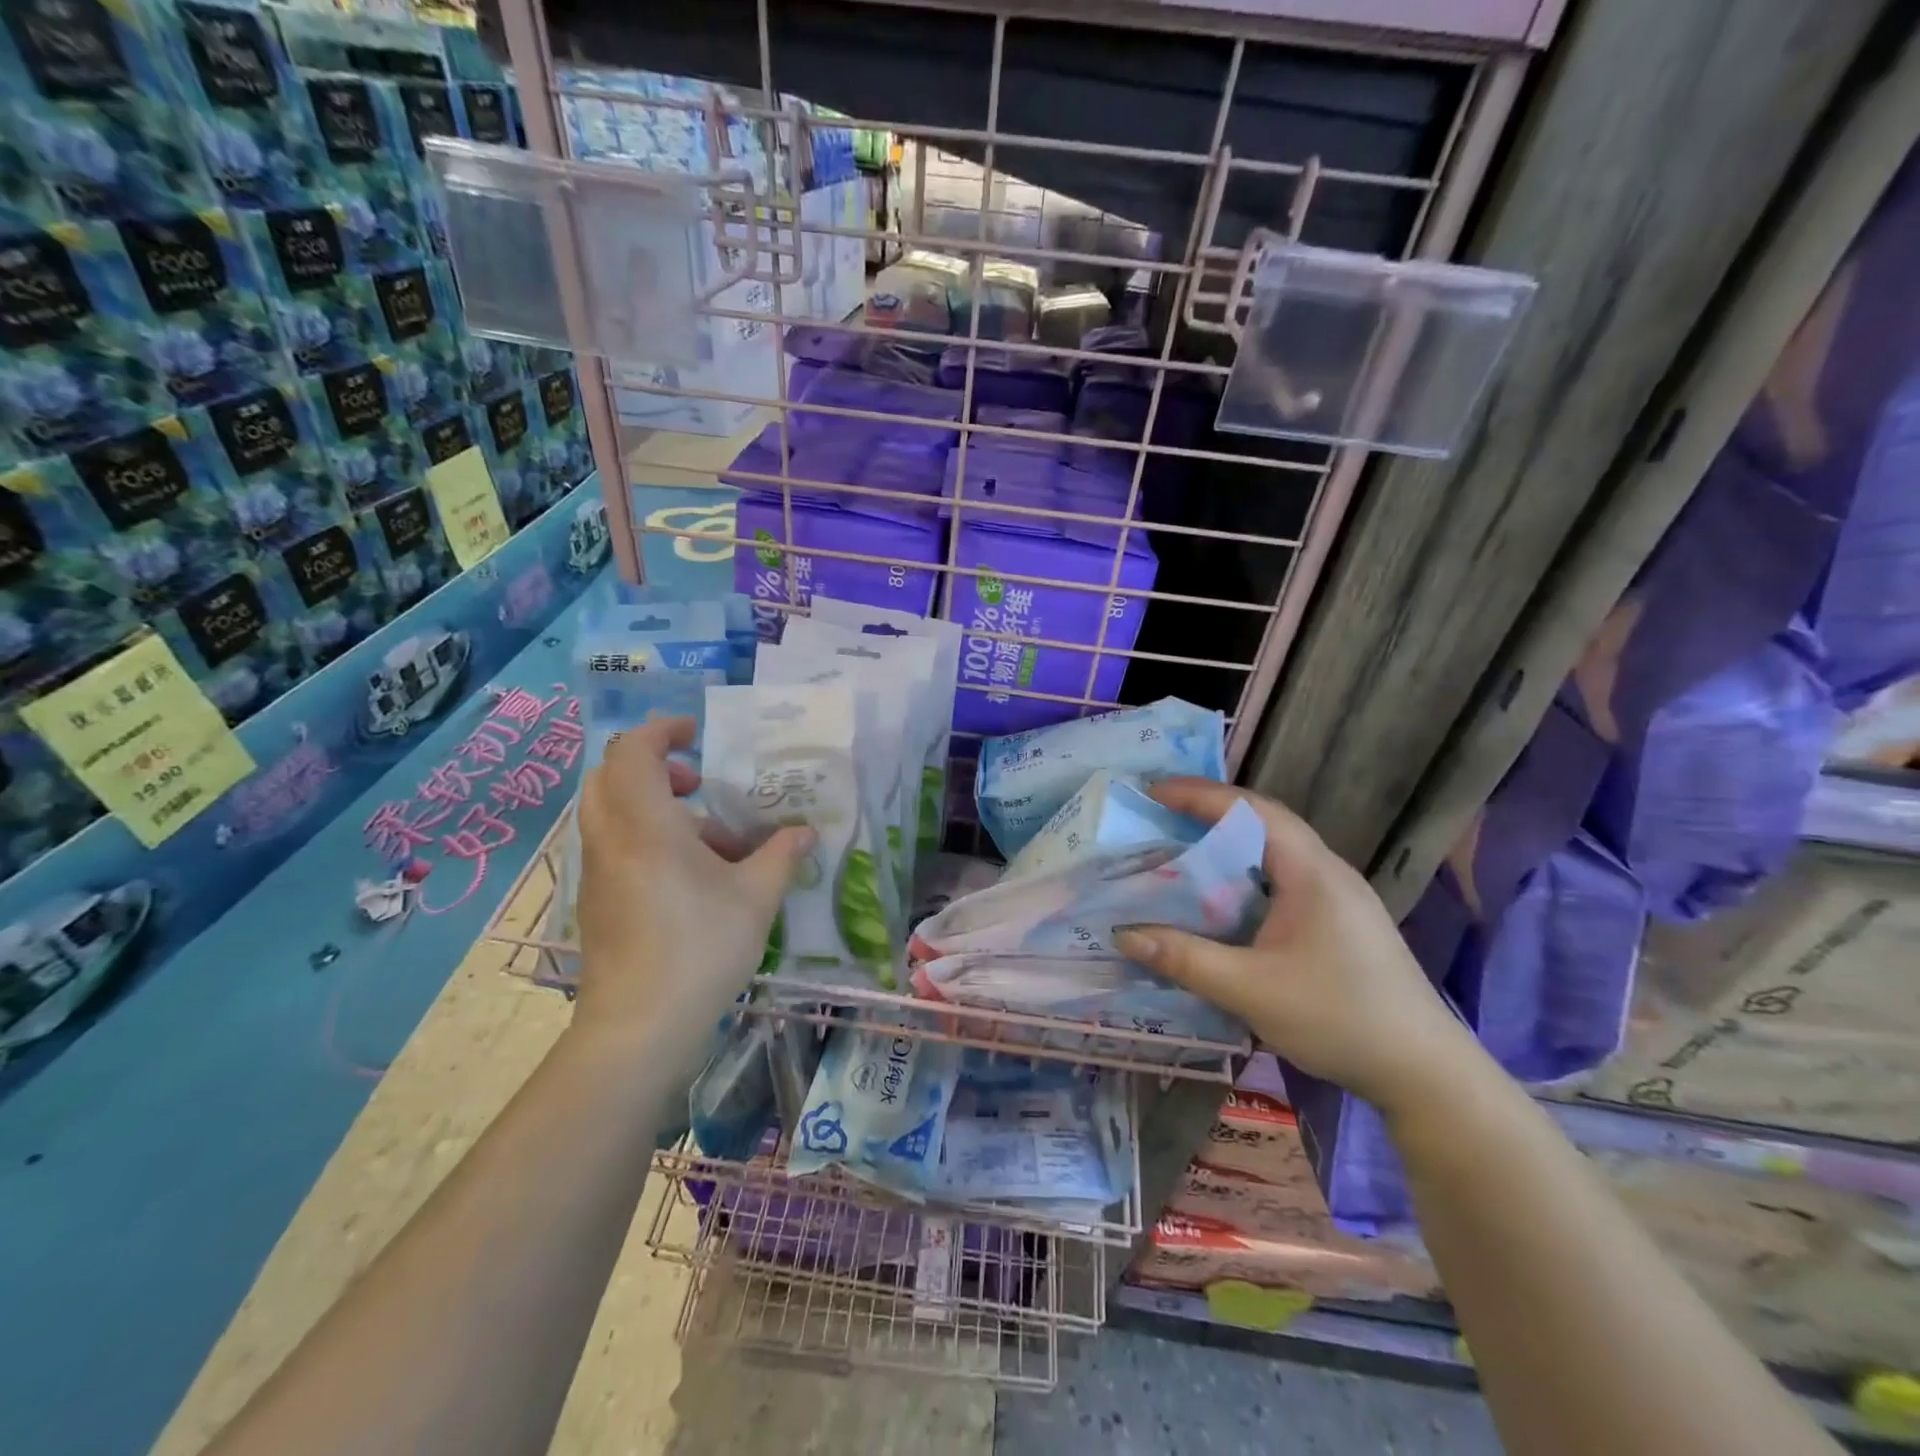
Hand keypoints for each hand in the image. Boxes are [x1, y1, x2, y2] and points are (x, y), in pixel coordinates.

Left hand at [573, 717, 812, 1079]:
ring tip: (713, 840)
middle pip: (612, 776)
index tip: (700, 736)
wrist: (640, 1027)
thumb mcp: (756, 896)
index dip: (664, 731)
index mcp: (645, 824)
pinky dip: (650, 840)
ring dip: (658, 808)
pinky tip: (696, 879)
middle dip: (656, 767)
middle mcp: (611, 839)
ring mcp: (597, 872)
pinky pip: (617, 846)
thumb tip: (807, 832)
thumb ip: (783, 855)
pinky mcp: (597, 902)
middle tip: (700, 783)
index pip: (633, 750)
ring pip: (614, 813)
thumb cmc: (700, 947)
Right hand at [1113, 779, 1478, 1119]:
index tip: (1154, 792)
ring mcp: (1340, 897)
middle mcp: (1328, 872)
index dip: (1199, 795)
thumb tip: (1123, 934)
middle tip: (1163, 815)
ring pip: (1276, 851)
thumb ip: (1185, 958)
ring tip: (1185, 849)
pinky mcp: (1342, 922)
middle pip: (1265, 822)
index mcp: (1311, 872)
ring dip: (1231, 843)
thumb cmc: (1339, 1018)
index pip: (1251, 810)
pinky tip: (1226, 900)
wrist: (1425, 1073)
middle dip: (1212, 812)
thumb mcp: (1250, 990)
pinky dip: (1247, 874)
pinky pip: (1285, 879)